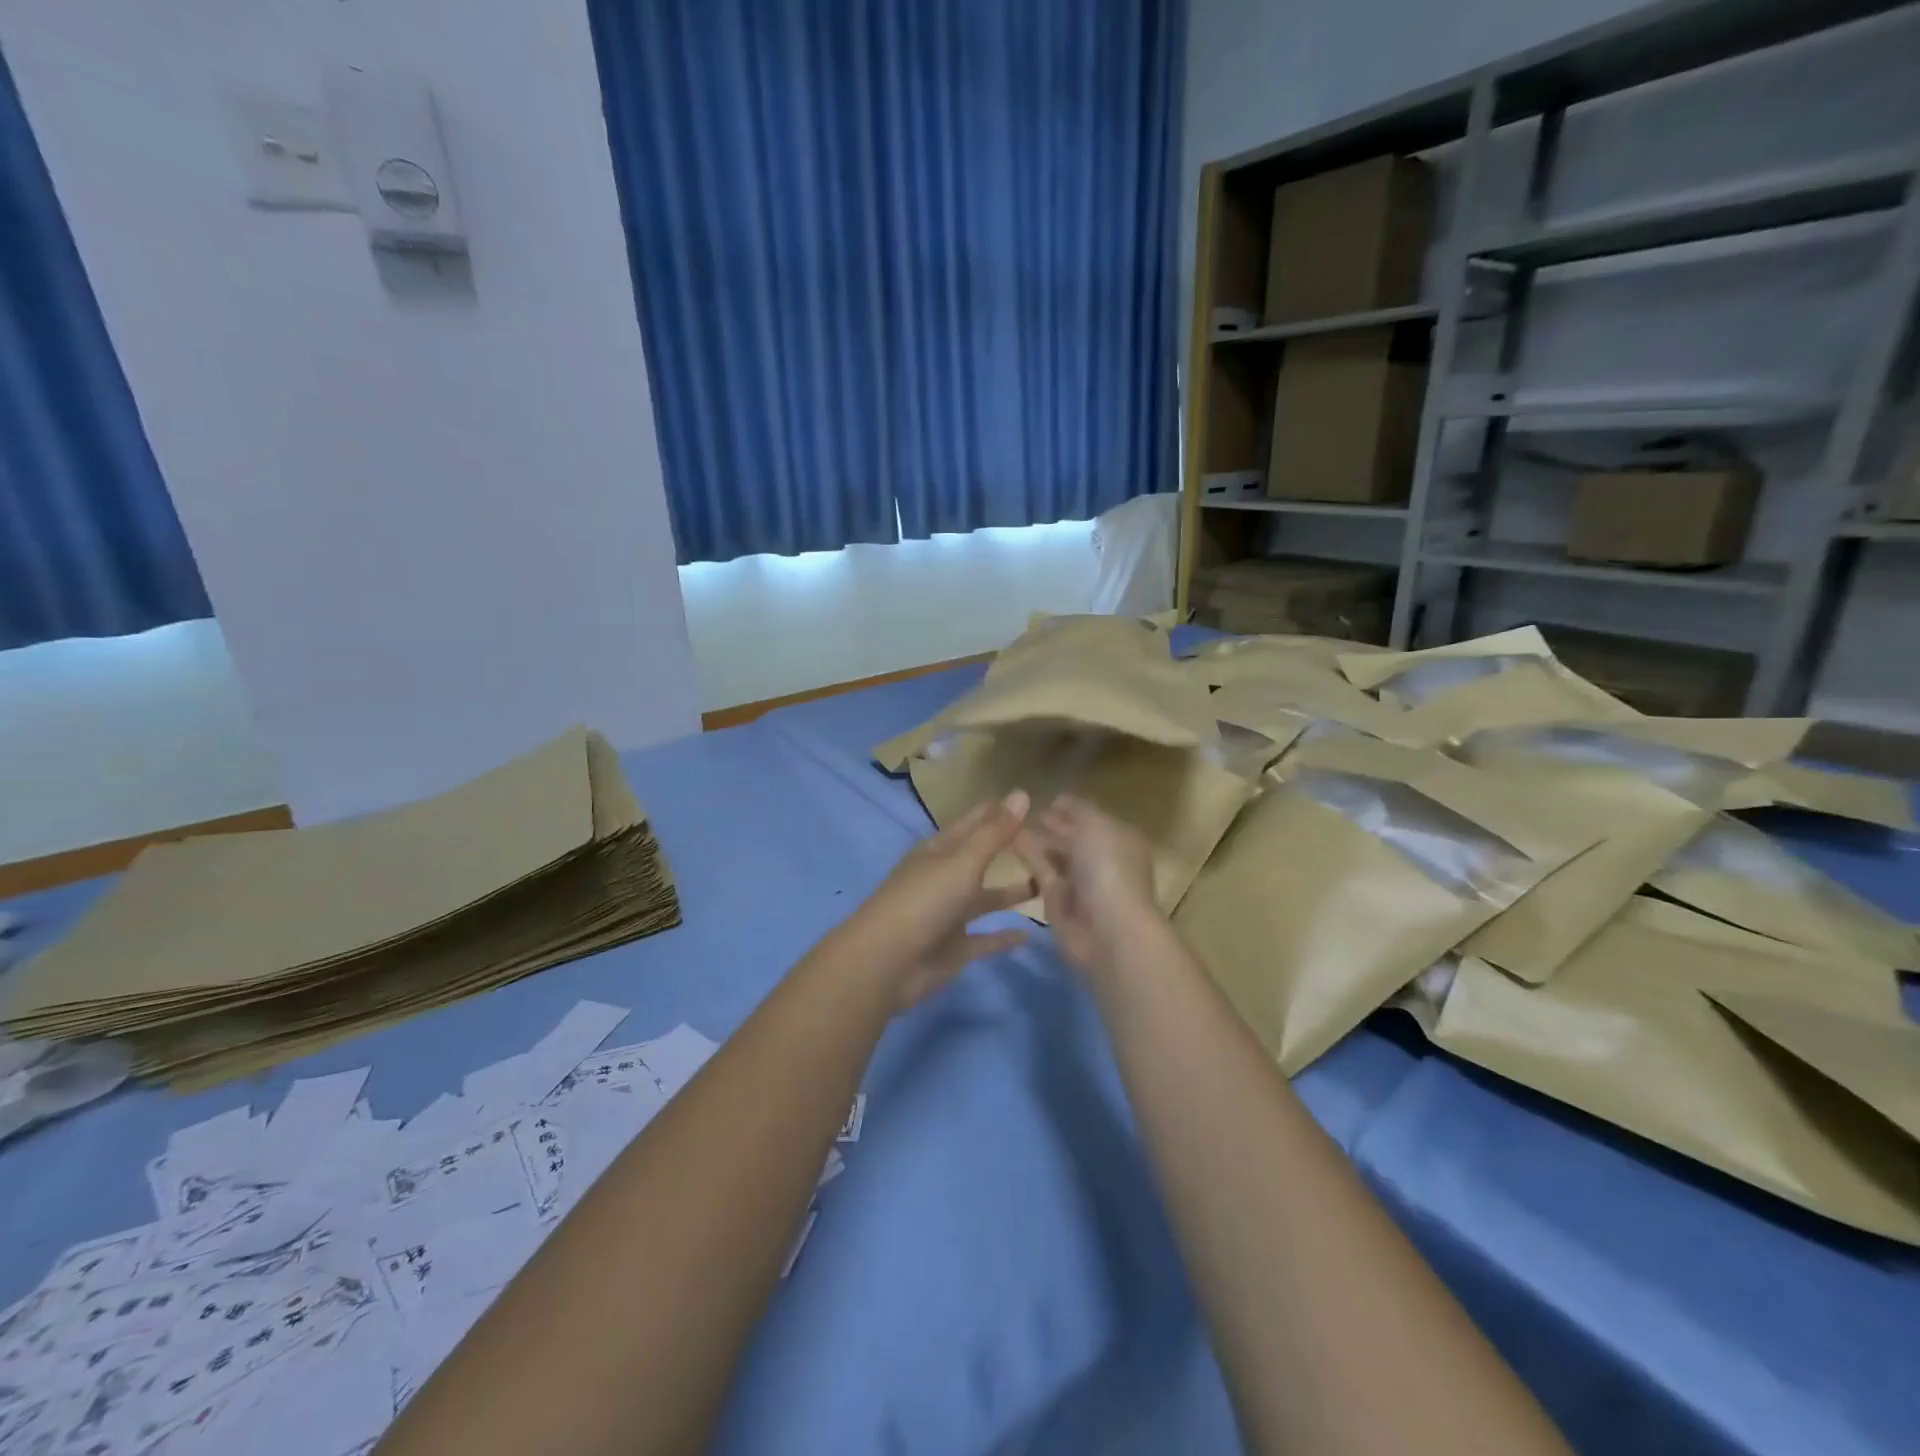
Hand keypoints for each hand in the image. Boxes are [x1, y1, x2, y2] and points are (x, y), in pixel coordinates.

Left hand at [844, 791, 1036, 1009]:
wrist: (886, 964)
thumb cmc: (923, 901)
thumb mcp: (962, 862)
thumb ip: (994, 832)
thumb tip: (1022, 792)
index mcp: (939, 851)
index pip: (973, 823)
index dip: (998, 812)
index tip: (1033, 800)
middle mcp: (944, 878)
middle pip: (981, 859)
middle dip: (1010, 850)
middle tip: (1051, 842)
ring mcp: (949, 915)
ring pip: (986, 898)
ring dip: (1012, 892)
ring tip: (1050, 883)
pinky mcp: (955, 948)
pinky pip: (986, 939)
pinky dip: (1005, 936)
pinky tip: (1032, 933)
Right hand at [1015, 795, 1161, 980]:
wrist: (1108, 931)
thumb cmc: (1108, 869)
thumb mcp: (1096, 825)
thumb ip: (1077, 808)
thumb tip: (1060, 799)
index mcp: (1119, 838)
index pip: (1091, 817)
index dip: (1070, 807)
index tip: (1044, 798)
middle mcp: (1101, 859)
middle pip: (1073, 836)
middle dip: (1051, 823)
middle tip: (1020, 809)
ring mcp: (1080, 882)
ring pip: (1055, 854)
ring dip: (1035, 838)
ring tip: (1008, 822)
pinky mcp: (1058, 901)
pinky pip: (1042, 873)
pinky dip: (1028, 857)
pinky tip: (1008, 841)